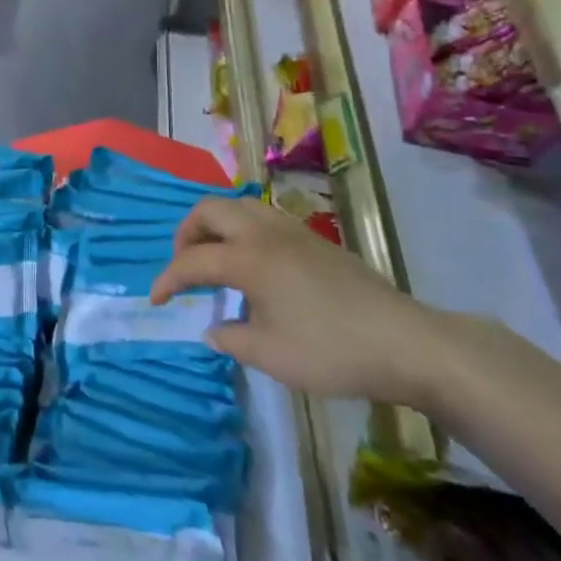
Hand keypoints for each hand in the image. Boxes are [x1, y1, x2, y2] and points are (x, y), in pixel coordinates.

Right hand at [150, 196, 443, 403]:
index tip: (156, 300)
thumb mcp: (270, 355)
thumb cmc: (330, 350)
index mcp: (246, 258)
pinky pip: (262, 217)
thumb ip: (231, 339)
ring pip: (238, 206)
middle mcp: (263, 232)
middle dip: (186, 234)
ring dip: (215, 226)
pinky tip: (252, 264)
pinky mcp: (313, 238)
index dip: (167, 280)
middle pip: (209, 210)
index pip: (192, 261)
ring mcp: (291, 230)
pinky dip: (241, 229)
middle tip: (184, 267)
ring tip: (213, 259)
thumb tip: (214, 329)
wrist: (404, 341)